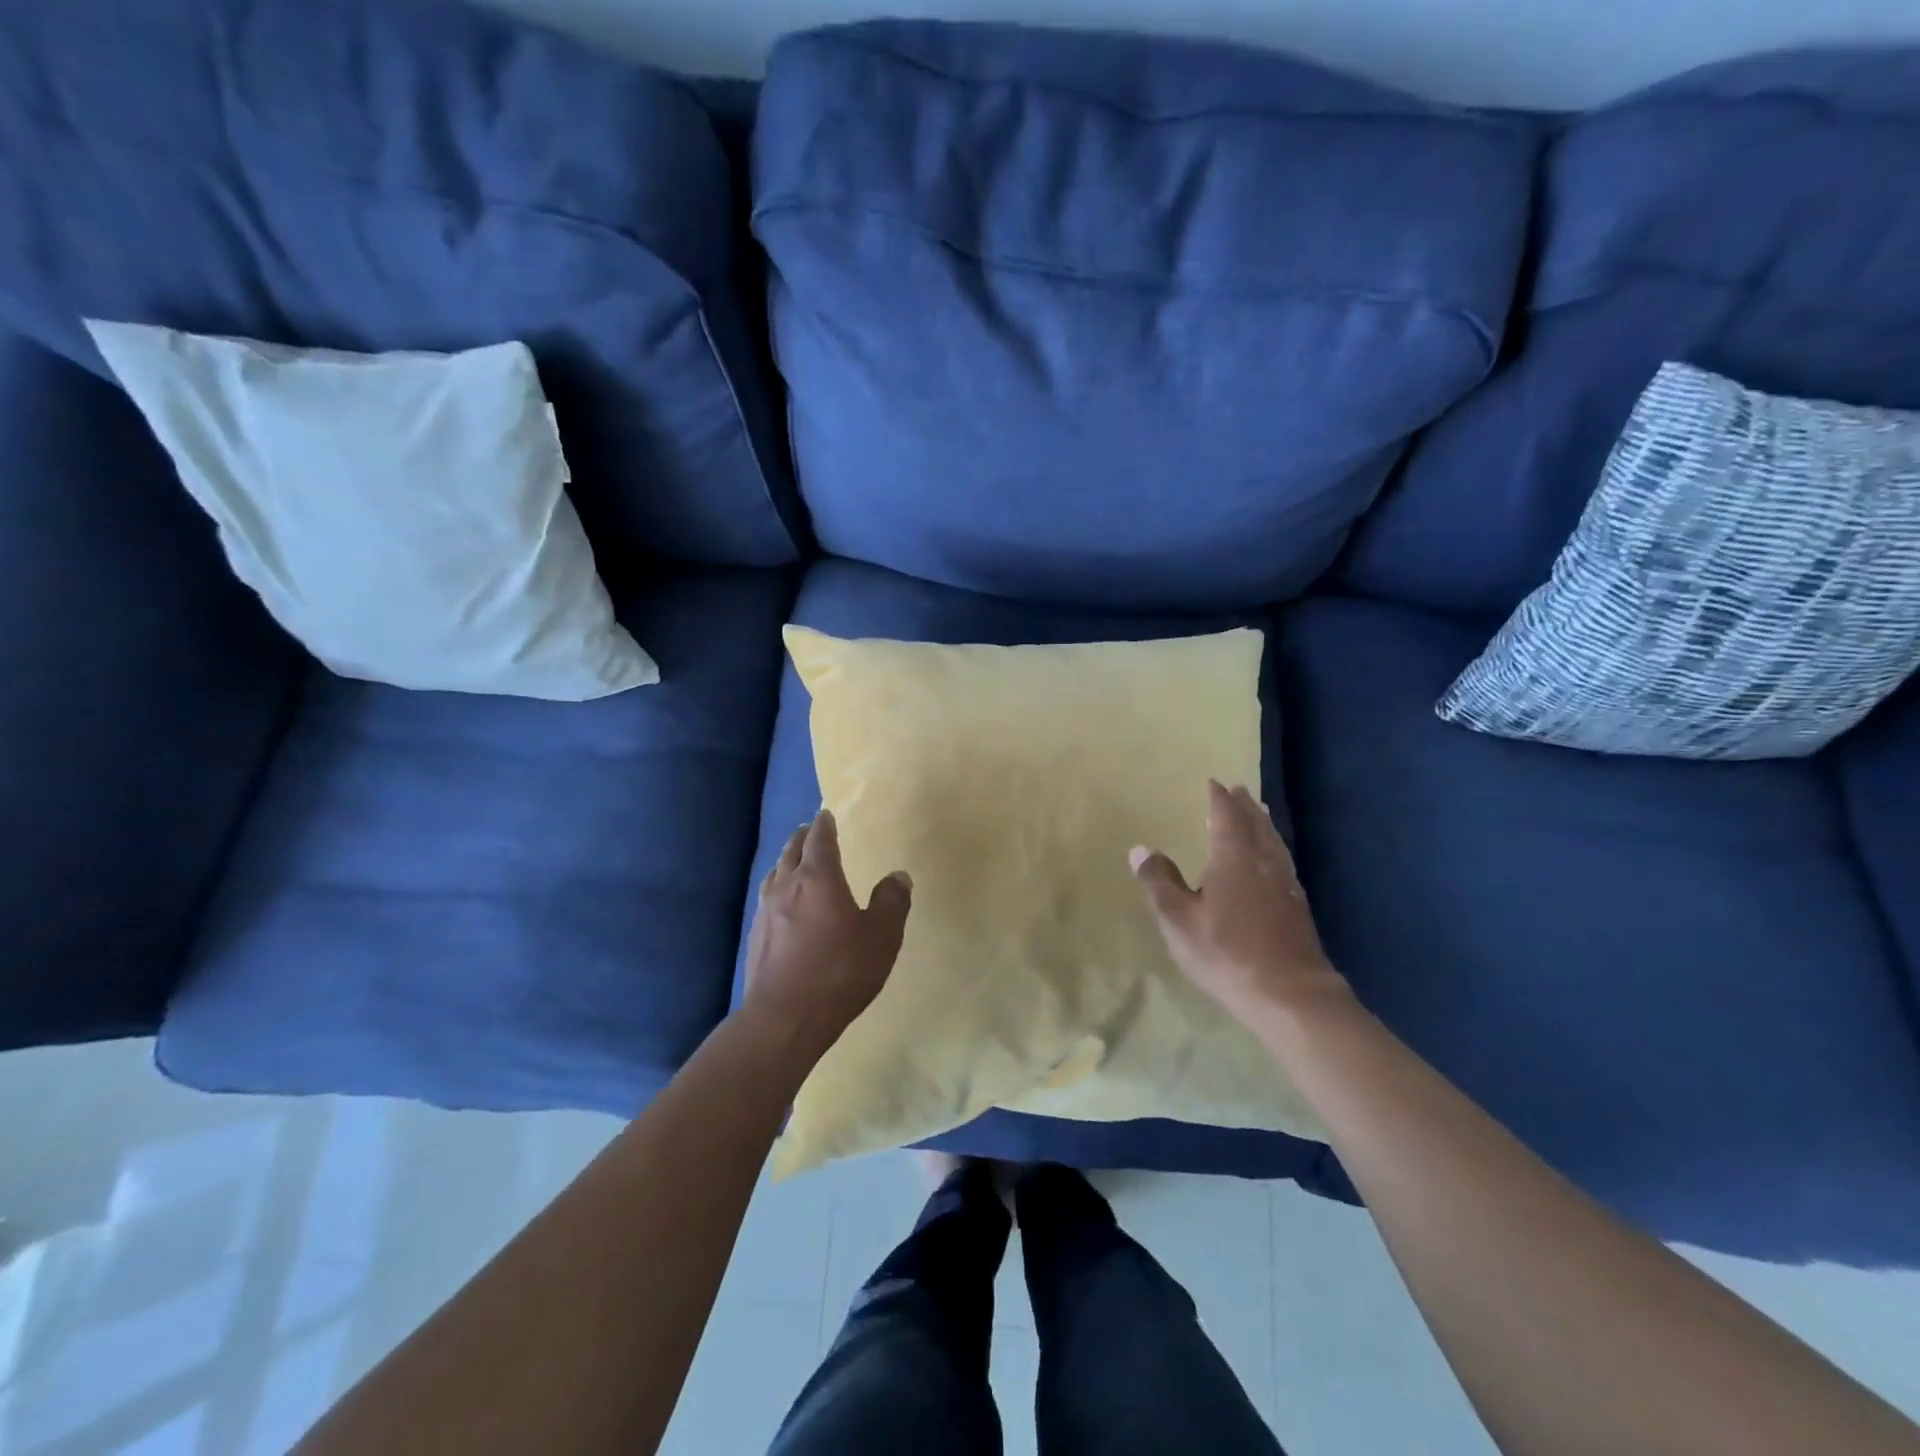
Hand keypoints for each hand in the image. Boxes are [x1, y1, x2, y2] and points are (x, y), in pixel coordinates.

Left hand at [740, 810, 912, 1068]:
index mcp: (818, 877)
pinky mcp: (756, 936)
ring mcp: (766, 911)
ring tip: (794, 859)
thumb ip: (891, 902)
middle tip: (811, 829)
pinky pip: (767, 897)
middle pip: (793, 850)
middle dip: (803, 837)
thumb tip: (898, 875)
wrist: (784, 1018)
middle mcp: (787, 885)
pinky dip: (777, 887)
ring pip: (776, 872)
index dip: (825, 825)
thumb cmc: (839, 971)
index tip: (827, 814)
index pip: (820, 839)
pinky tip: (781, 902)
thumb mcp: (881, 937)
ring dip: (786, 859)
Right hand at [1131, 780, 1349, 1024]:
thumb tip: (1140, 848)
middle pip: (1254, 824)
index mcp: (1232, 856)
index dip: (1218, 799)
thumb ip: (1159, 882)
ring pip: (1273, 842)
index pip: (1225, 816)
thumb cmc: (1225, 952)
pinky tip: (1273, 861)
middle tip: (1238, 790)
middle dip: (1244, 806)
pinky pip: (1283, 860)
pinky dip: (1273, 848)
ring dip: (1263, 824)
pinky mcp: (1297, 906)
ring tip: (1258, 814)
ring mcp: (1285, 883)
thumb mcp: (1178, 919)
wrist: (1289, 994)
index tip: (1213, 783)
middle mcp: (1262, 861)